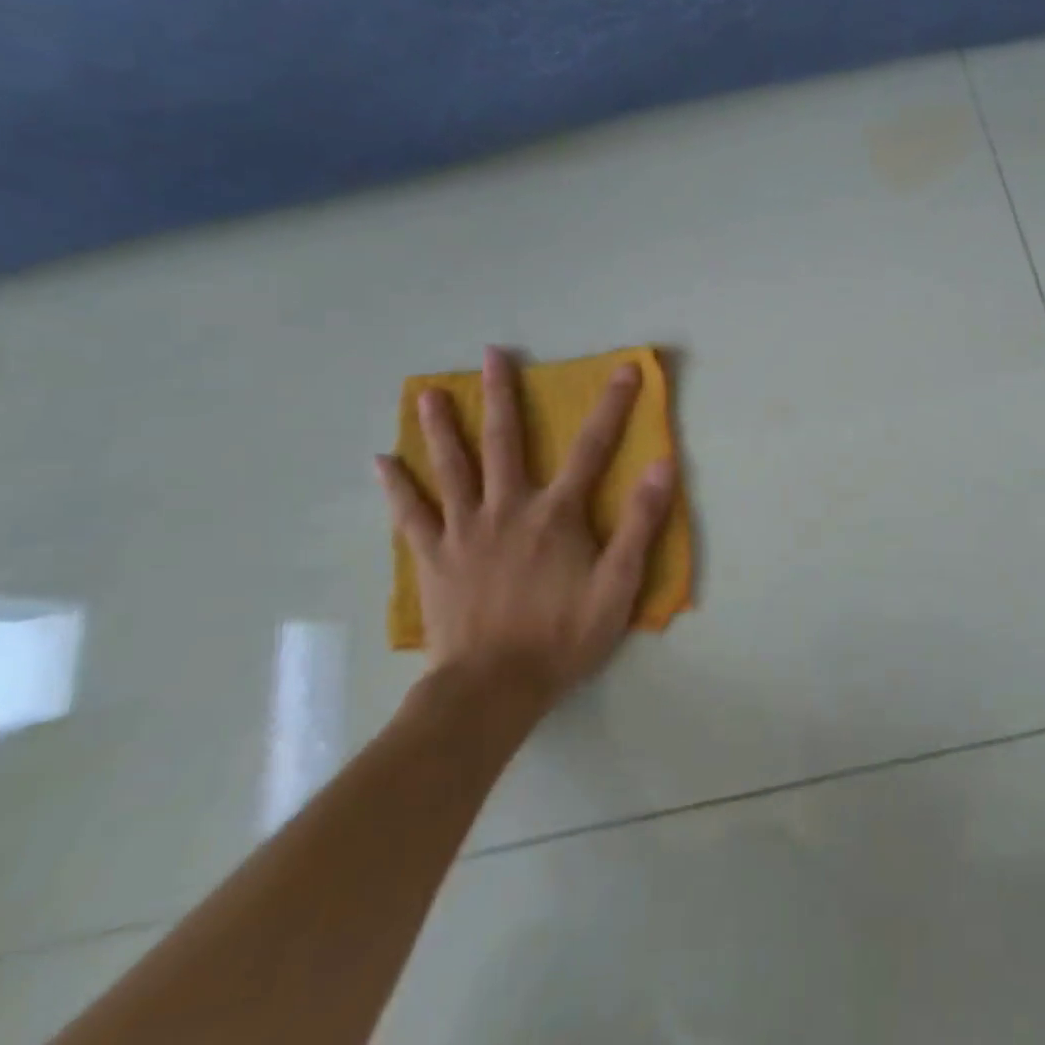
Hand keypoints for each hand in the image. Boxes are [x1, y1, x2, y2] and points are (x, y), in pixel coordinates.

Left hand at [374, 345, 674, 712]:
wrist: (492, 690)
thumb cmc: (561, 637)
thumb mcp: (618, 586)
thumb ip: (640, 523)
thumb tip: (661, 465)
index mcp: (556, 514)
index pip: (592, 448)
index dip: (613, 405)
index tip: (626, 368)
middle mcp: (508, 508)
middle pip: (505, 442)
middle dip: (503, 395)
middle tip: (492, 354)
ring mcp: (464, 531)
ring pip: (452, 468)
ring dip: (442, 428)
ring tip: (428, 393)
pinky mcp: (433, 558)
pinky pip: (410, 515)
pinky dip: (397, 487)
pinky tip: (382, 462)